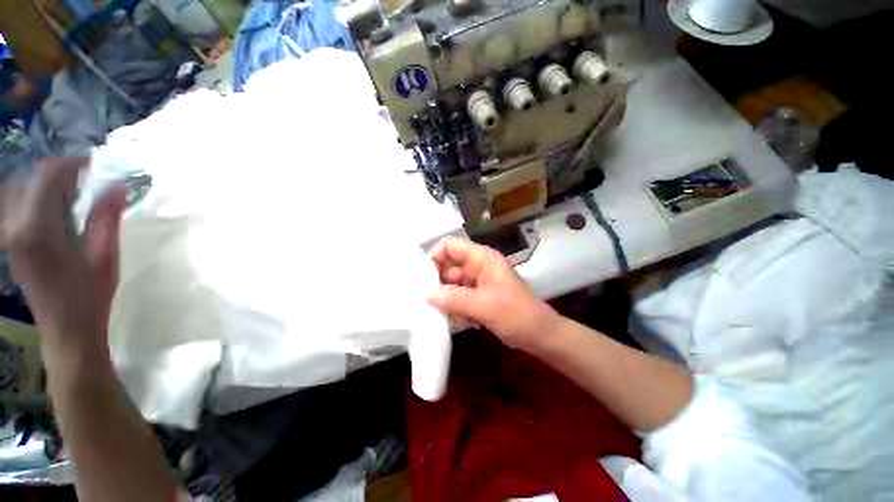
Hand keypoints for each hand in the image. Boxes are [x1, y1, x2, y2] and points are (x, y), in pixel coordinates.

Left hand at [1, 158, 124, 365]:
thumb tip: (117, 186)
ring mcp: (9, 235)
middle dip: (62, 175)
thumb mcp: (105, 255)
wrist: (67, 329)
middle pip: (33, 180)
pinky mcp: (11, 242)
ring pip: (24, 190)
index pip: (48, 175)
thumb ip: (106, 218)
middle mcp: (15, 226)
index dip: (73, 163)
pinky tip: (58, 213)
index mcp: (37, 228)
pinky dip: (40, 200)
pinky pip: (21, 206)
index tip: (96, 166)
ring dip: (49, 187)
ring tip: (74, 197)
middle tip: (89, 184)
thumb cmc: (89, 295)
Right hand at [427, 237, 558, 352]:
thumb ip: (453, 298)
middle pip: (448, 267)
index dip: (435, 256)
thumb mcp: (484, 305)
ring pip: (451, 285)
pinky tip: (468, 322)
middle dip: (440, 285)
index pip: (451, 246)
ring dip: (450, 301)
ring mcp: (478, 283)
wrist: (540, 336)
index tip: (423, 277)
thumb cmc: (516, 315)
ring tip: (458, 316)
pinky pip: (458, 298)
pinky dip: (458, 309)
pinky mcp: (478, 297)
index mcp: (482, 259)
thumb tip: (425, 293)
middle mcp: (478, 267)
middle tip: (432, 303)